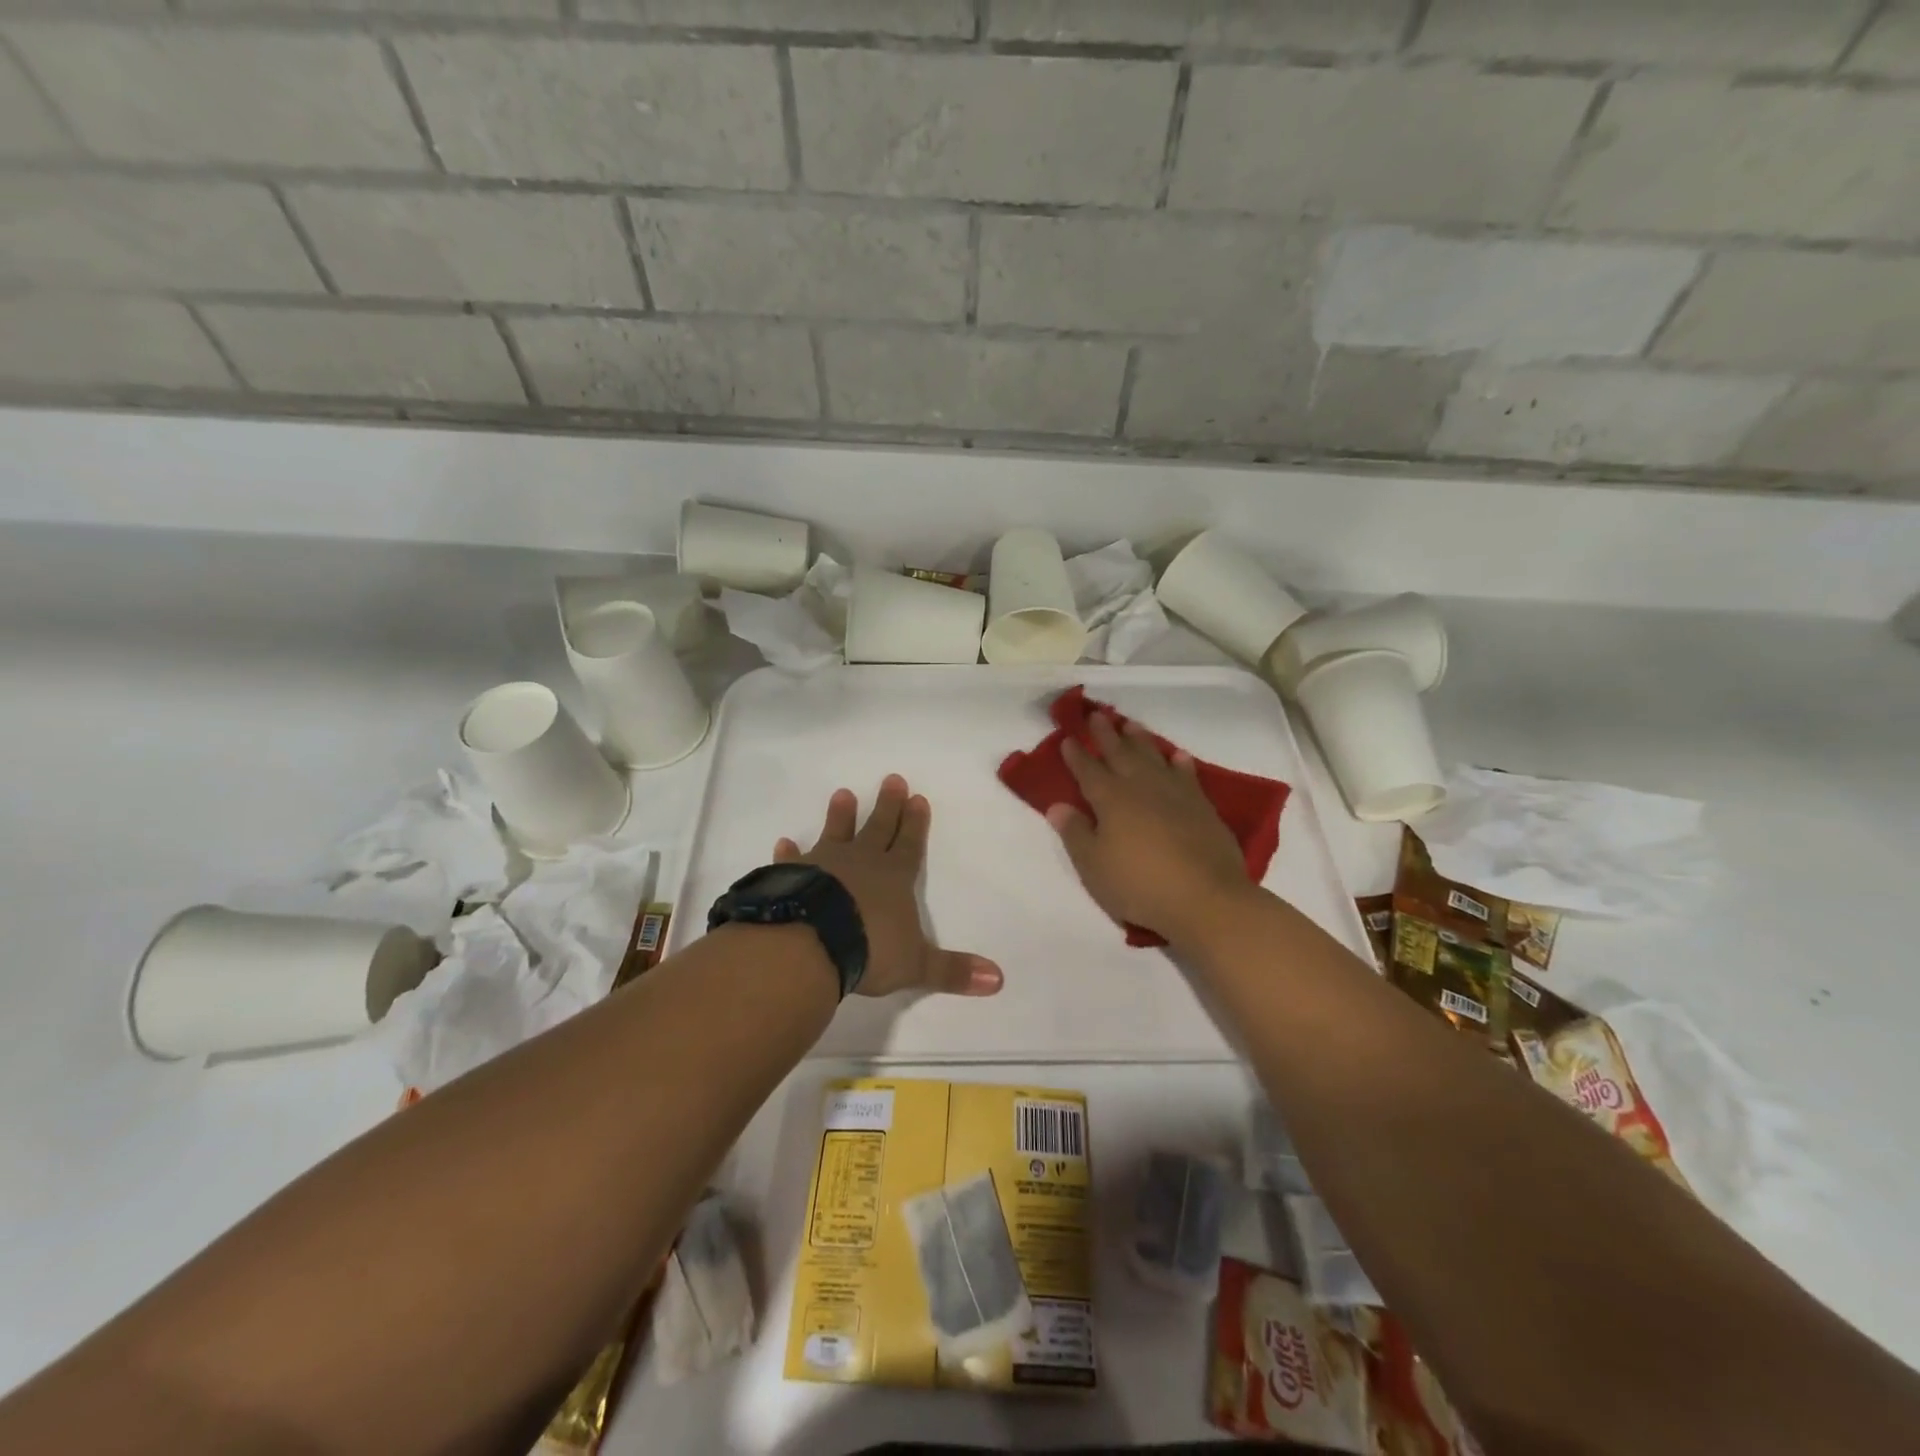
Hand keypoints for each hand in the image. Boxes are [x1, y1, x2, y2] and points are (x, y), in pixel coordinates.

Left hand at [774, 775, 1003, 998]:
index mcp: (894, 878)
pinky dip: (789, 853)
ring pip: (836, 834)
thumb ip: (952, 971)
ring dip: (841, 816)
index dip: (915, 824)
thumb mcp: (916, 965)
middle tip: (892, 779)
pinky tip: (784, 842)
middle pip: (878, 829)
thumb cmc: (869, 950)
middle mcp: (862, 863)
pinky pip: (792, 861)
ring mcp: (825, 866)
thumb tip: (998, 981)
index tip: (917, 798)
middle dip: (887, 806)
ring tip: (843, 793)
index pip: (910, 845)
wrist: (812, 943)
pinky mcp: (792, 877)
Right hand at [1046, 713, 1256, 944]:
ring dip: (1140, 740)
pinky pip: (1187, 775)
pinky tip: (1177, 756)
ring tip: (1131, 725)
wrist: (1206, 898)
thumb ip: (1075, 833)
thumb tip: (1057, 806)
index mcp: (1110, 799)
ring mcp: (1175, 794)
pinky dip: (1179, 763)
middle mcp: (1141, 787)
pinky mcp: (1202, 806)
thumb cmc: (1139, 885)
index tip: (1068, 738)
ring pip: (1153, 757)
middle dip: (1106, 735)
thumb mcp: (1094, 866)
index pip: (1088, 770)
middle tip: (1097, 715)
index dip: (1077, 755)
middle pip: (1120, 754)